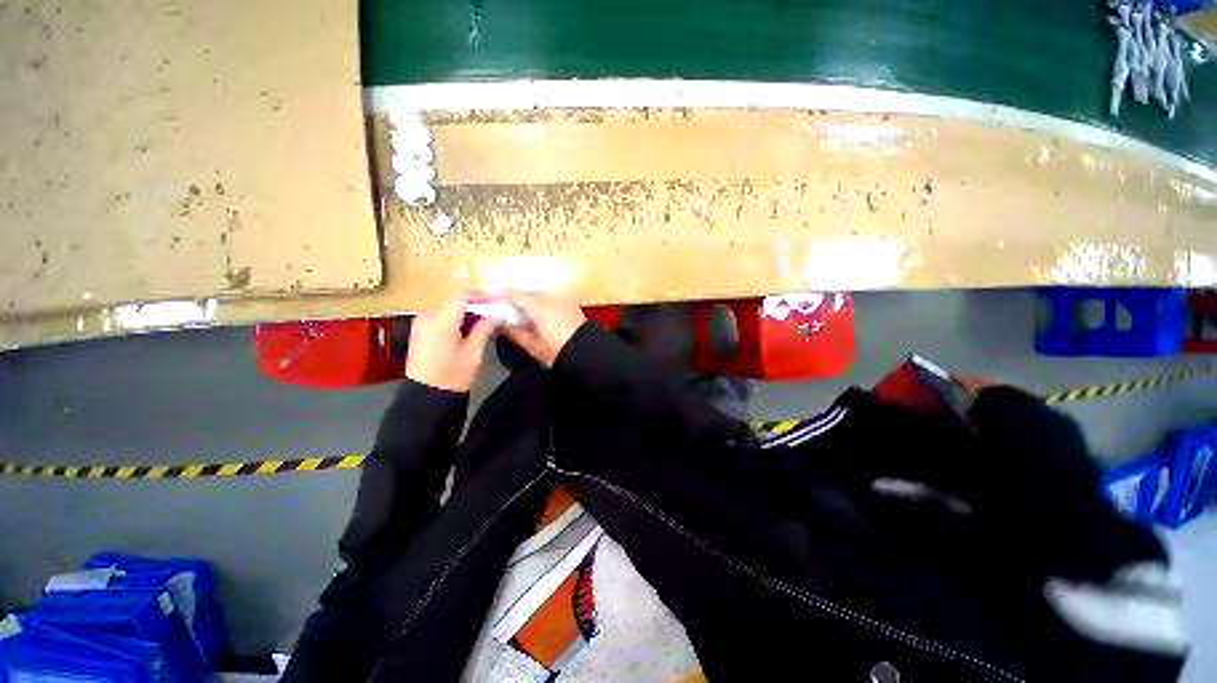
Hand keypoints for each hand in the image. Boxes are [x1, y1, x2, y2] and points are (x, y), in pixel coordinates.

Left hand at [405, 295, 498, 392]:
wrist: (424, 398)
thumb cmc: (452, 376)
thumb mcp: (473, 353)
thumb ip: (484, 330)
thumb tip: (497, 314)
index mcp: (440, 321)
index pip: (462, 297)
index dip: (481, 297)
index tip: (497, 303)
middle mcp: (427, 317)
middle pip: (456, 304)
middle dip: (476, 309)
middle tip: (494, 318)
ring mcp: (421, 325)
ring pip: (449, 312)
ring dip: (467, 317)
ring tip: (484, 327)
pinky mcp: (420, 333)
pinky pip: (441, 320)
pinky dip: (456, 323)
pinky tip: (468, 334)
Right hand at [501, 291, 586, 367]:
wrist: (589, 354)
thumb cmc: (558, 352)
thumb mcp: (533, 346)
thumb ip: (515, 333)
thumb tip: (498, 324)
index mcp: (539, 306)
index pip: (515, 295)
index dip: (500, 296)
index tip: (488, 301)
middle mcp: (550, 297)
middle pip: (527, 292)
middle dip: (514, 298)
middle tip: (502, 308)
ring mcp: (562, 299)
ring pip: (539, 294)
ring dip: (527, 299)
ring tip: (518, 311)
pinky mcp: (570, 304)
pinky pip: (549, 298)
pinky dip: (540, 302)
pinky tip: (536, 313)